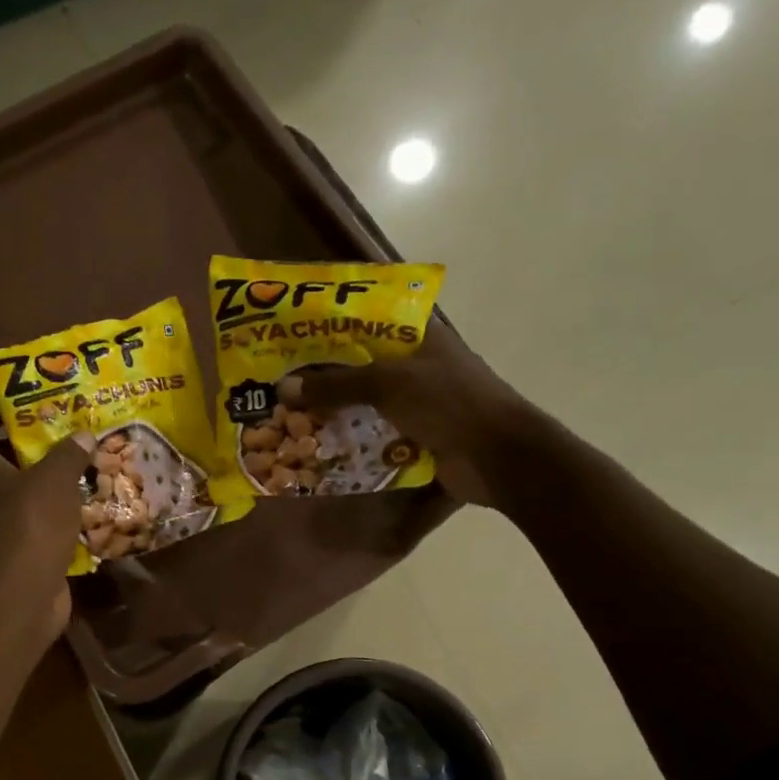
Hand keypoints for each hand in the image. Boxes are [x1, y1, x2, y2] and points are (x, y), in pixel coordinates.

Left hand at [0, 405, 94, 635]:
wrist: (21, 595)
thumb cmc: (30, 523)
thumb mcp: (55, 478)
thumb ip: (68, 452)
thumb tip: (83, 434)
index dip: (0, 403)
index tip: (31, 395)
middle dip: (30, 442)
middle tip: (66, 429)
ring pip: (14, 490)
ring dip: (42, 480)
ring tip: (79, 463)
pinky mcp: (3, 550)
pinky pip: (26, 520)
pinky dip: (48, 512)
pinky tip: (79, 504)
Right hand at [277, 330, 533, 506]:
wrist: (498, 457)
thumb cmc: (448, 403)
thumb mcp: (388, 383)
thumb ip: (336, 384)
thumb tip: (284, 388)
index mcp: (420, 336)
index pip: (367, 322)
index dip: (330, 328)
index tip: (292, 337)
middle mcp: (418, 366)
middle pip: (362, 366)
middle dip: (324, 376)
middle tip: (280, 381)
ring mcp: (419, 403)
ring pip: (366, 403)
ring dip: (334, 411)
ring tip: (289, 415)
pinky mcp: (417, 437)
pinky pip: (374, 434)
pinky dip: (350, 440)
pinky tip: (318, 445)